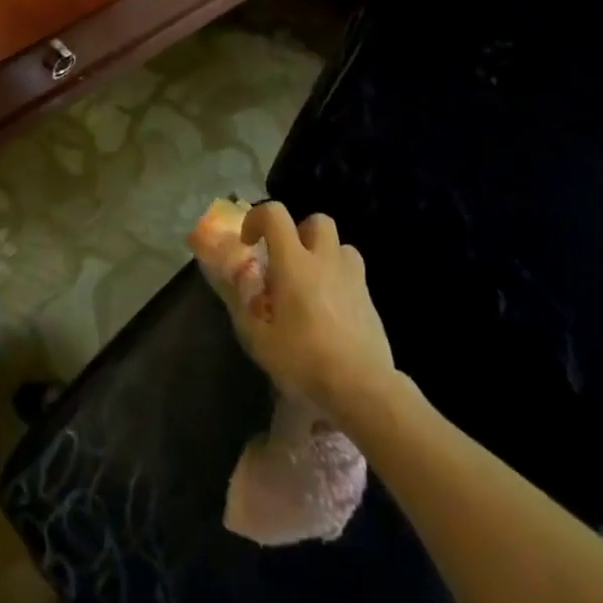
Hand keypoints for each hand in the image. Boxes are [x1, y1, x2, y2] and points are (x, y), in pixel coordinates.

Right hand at [203, 201, 398, 421]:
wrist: (362, 388)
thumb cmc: (303, 360)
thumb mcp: (257, 337)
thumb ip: (241, 302)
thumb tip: (232, 278)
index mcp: (294, 262)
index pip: (275, 214)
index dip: (257, 218)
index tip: (249, 242)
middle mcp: (325, 260)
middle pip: (317, 221)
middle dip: (299, 231)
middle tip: (286, 260)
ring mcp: (353, 278)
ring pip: (341, 246)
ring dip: (324, 254)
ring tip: (311, 282)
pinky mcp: (370, 300)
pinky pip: (353, 274)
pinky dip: (339, 280)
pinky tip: (330, 310)